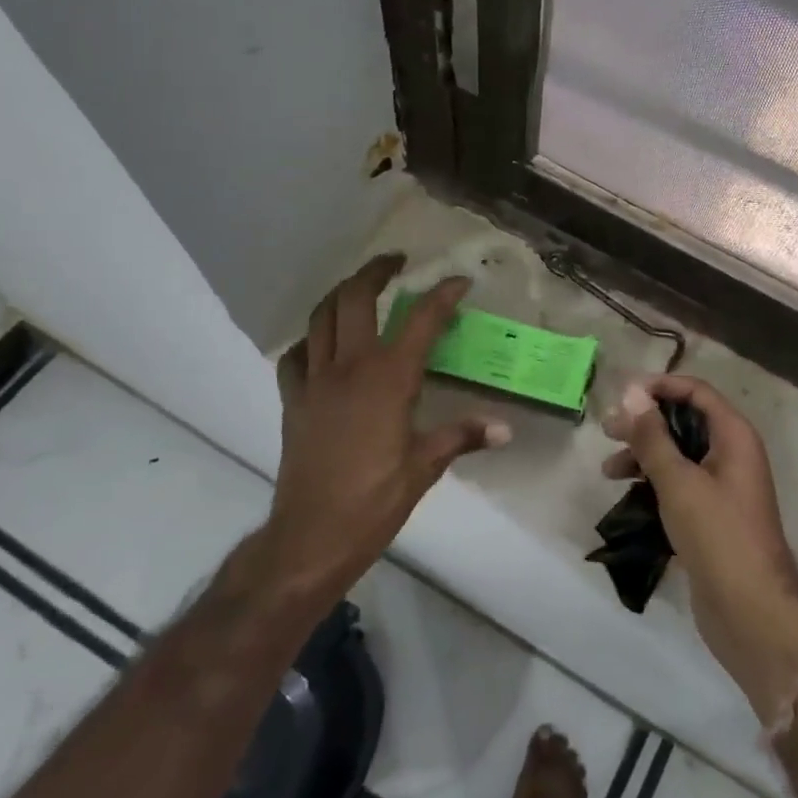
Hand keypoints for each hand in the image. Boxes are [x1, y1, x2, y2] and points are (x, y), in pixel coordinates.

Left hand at [259, 254, 509, 605]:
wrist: (312, 535)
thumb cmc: (375, 500)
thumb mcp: (425, 466)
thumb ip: (463, 436)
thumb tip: (505, 429)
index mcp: (389, 379)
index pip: (421, 321)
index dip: (442, 295)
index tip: (458, 281)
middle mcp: (349, 367)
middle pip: (356, 299)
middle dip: (376, 271)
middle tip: (395, 262)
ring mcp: (315, 381)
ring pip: (320, 318)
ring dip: (340, 294)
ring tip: (358, 288)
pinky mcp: (292, 401)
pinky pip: (295, 356)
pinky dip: (309, 341)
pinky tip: (321, 346)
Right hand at [604, 375, 797, 723]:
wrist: (751, 612)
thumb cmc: (717, 535)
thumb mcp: (679, 481)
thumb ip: (653, 437)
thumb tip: (633, 393)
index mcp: (734, 437)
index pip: (697, 393)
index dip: (661, 387)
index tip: (623, 394)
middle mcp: (732, 455)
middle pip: (685, 423)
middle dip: (645, 424)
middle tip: (607, 431)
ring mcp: (723, 488)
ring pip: (679, 457)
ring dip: (644, 457)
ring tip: (608, 471)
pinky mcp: (711, 518)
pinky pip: (679, 486)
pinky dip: (654, 485)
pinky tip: (627, 498)